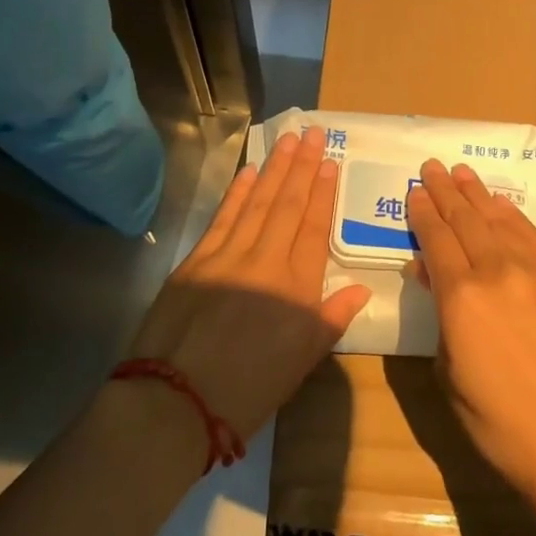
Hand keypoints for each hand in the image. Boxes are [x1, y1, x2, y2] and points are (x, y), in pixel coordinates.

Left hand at [127, 128, 370, 442]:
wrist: (175, 402)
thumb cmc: (248, 390)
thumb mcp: (301, 363)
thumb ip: (331, 319)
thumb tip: (360, 289)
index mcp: (297, 287)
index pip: (314, 228)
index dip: (323, 193)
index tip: (330, 162)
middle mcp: (266, 261)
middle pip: (288, 205)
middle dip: (302, 166)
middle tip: (312, 133)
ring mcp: (228, 256)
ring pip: (257, 202)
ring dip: (274, 169)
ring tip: (288, 140)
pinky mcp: (196, 260)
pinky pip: (223, 217)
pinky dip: (237, 192)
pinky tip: (250, 172)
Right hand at [407, 159, 535, 506]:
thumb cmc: (500, 423)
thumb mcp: (449, 374)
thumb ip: (441, 317)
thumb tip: (432, 275)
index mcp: (462, 297)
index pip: (436, 240)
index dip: (423, 213)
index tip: (415, 191)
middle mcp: (498, 272)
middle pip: (466, 220)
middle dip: (446, 191)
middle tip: (433, 167)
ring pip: (500, 221)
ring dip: (478, 195)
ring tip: (463, 173)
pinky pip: (534, 238)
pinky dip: (514, 217)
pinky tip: (503, 206)